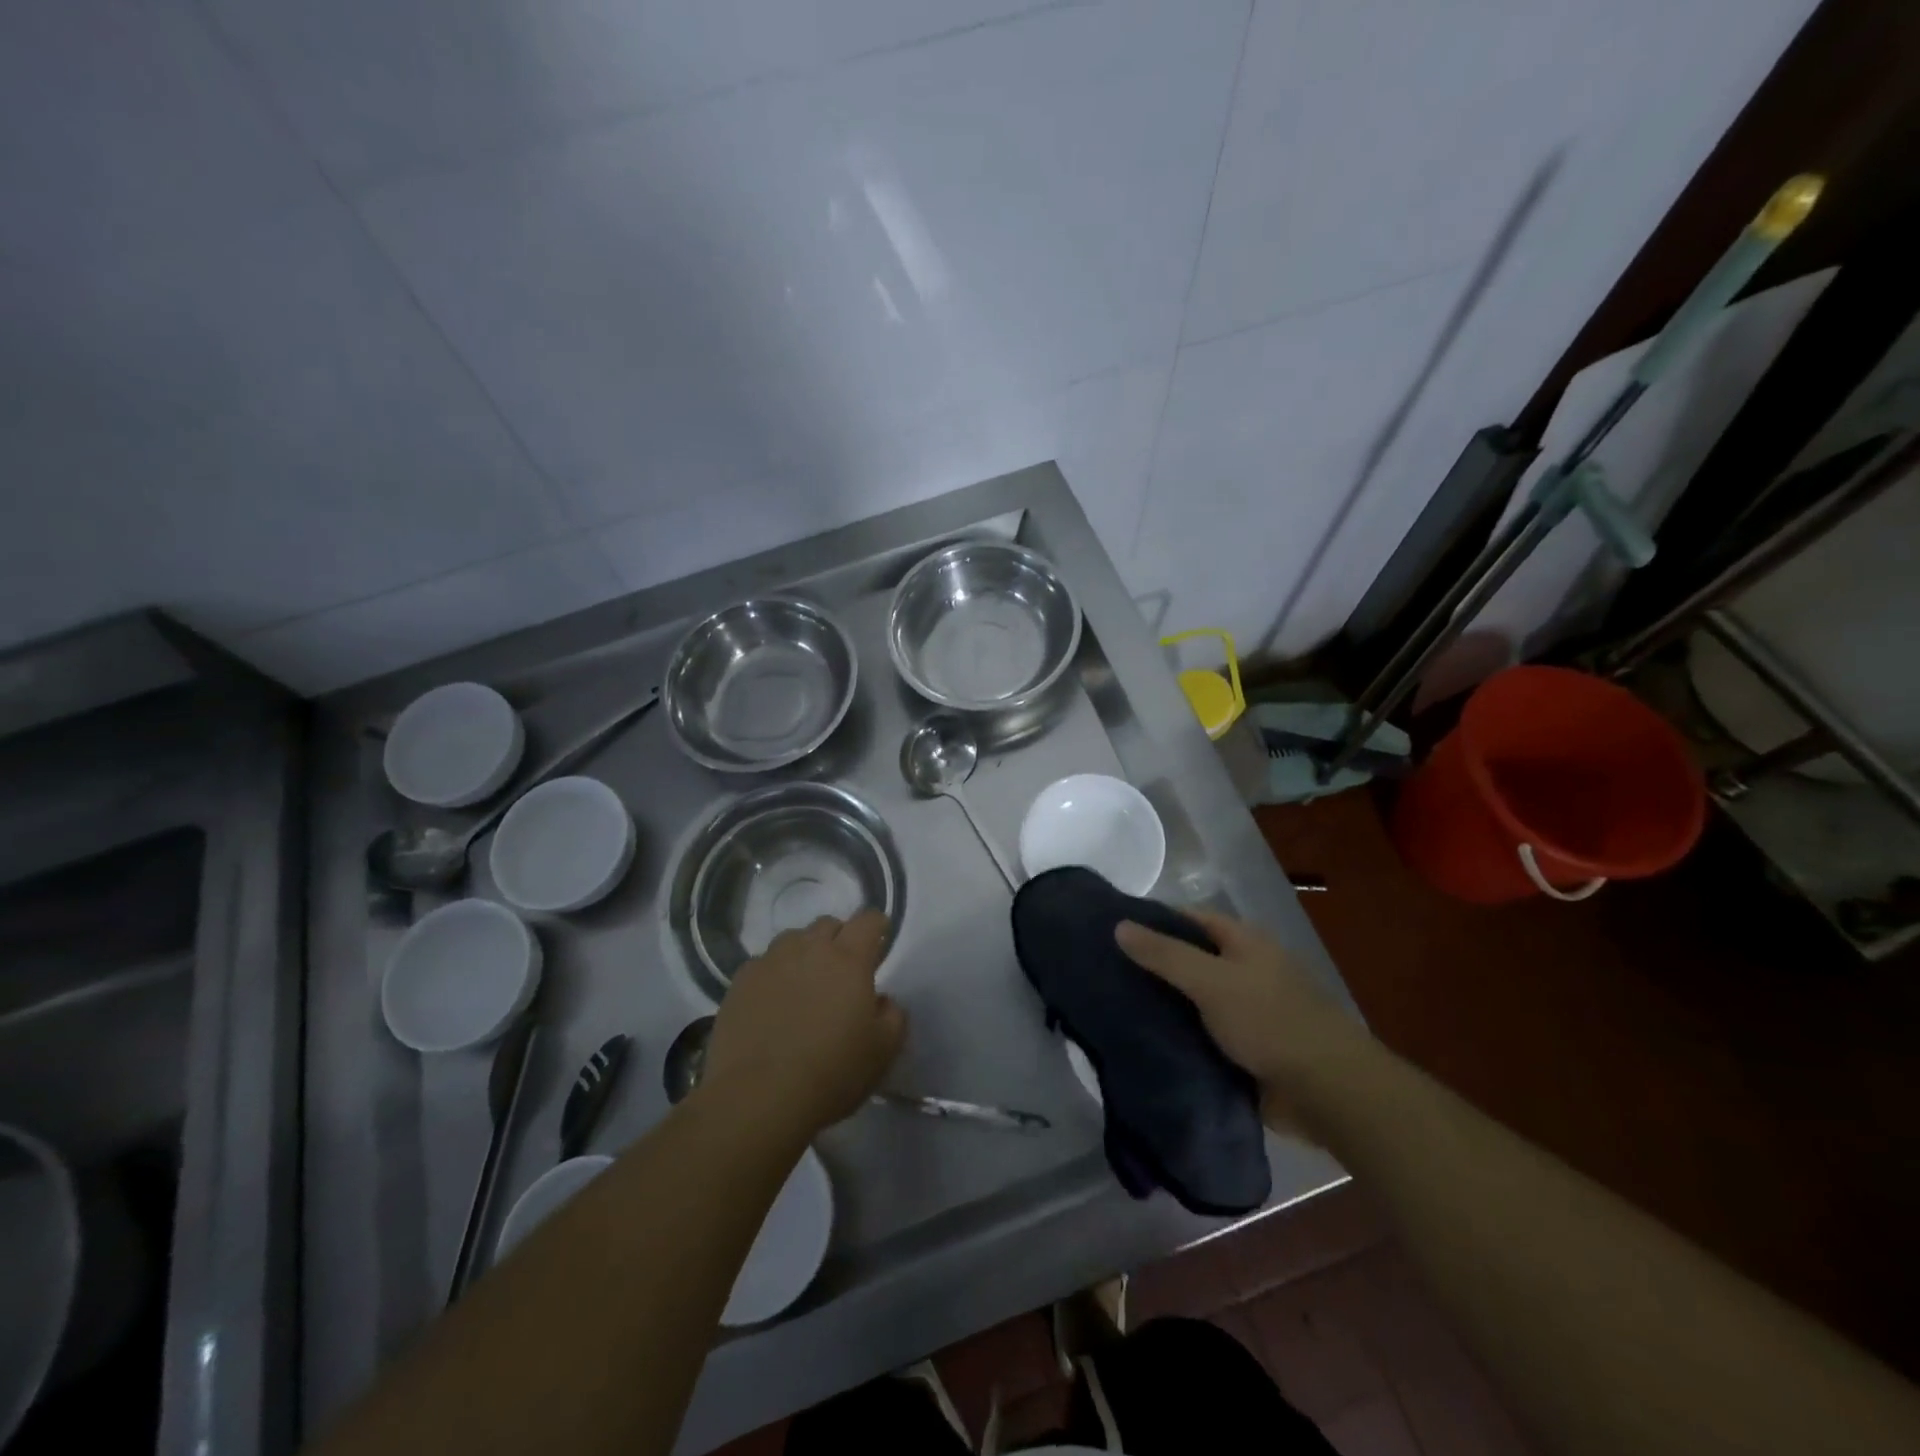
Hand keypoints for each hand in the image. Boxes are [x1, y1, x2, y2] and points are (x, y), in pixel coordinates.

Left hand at [704, 912, 905, 1133]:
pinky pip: (763, 963)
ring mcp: (770, 962)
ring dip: (805, 952)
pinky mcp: (740, 982)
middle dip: (840, 939)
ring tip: (805, 984)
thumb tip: (882, 999)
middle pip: (828, 924)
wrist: (758, 1098)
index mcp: (849, 959)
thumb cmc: (831, 1073)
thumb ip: (893, 1015)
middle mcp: (809, 949)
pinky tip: (773, 1002)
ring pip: (793, 939)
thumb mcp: (883, 1051)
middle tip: (842, 971)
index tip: (879, 940)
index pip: (868, 920)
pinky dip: (774, 974)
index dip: (877, 926)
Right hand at [1115, 908, 1362, 1131]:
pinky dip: (1179, 1038)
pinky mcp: (1246, 1050)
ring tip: (1114, 1008)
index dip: (1153, 920)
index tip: (1112, 931)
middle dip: (1153, 966)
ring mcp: (1247, 1012)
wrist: (1329, 1092)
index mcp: (1244, 942)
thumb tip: (1119, 926)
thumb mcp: (1211, 980)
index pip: (1189, 919)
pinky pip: (1203, 1036)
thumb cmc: (1271, 1021)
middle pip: (1190, 959)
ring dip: (1164, 1005)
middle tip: (1104, 973)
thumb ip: (1164, 954)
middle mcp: (1246, 970)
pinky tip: (1144, 1042)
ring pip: (1194, 1001)